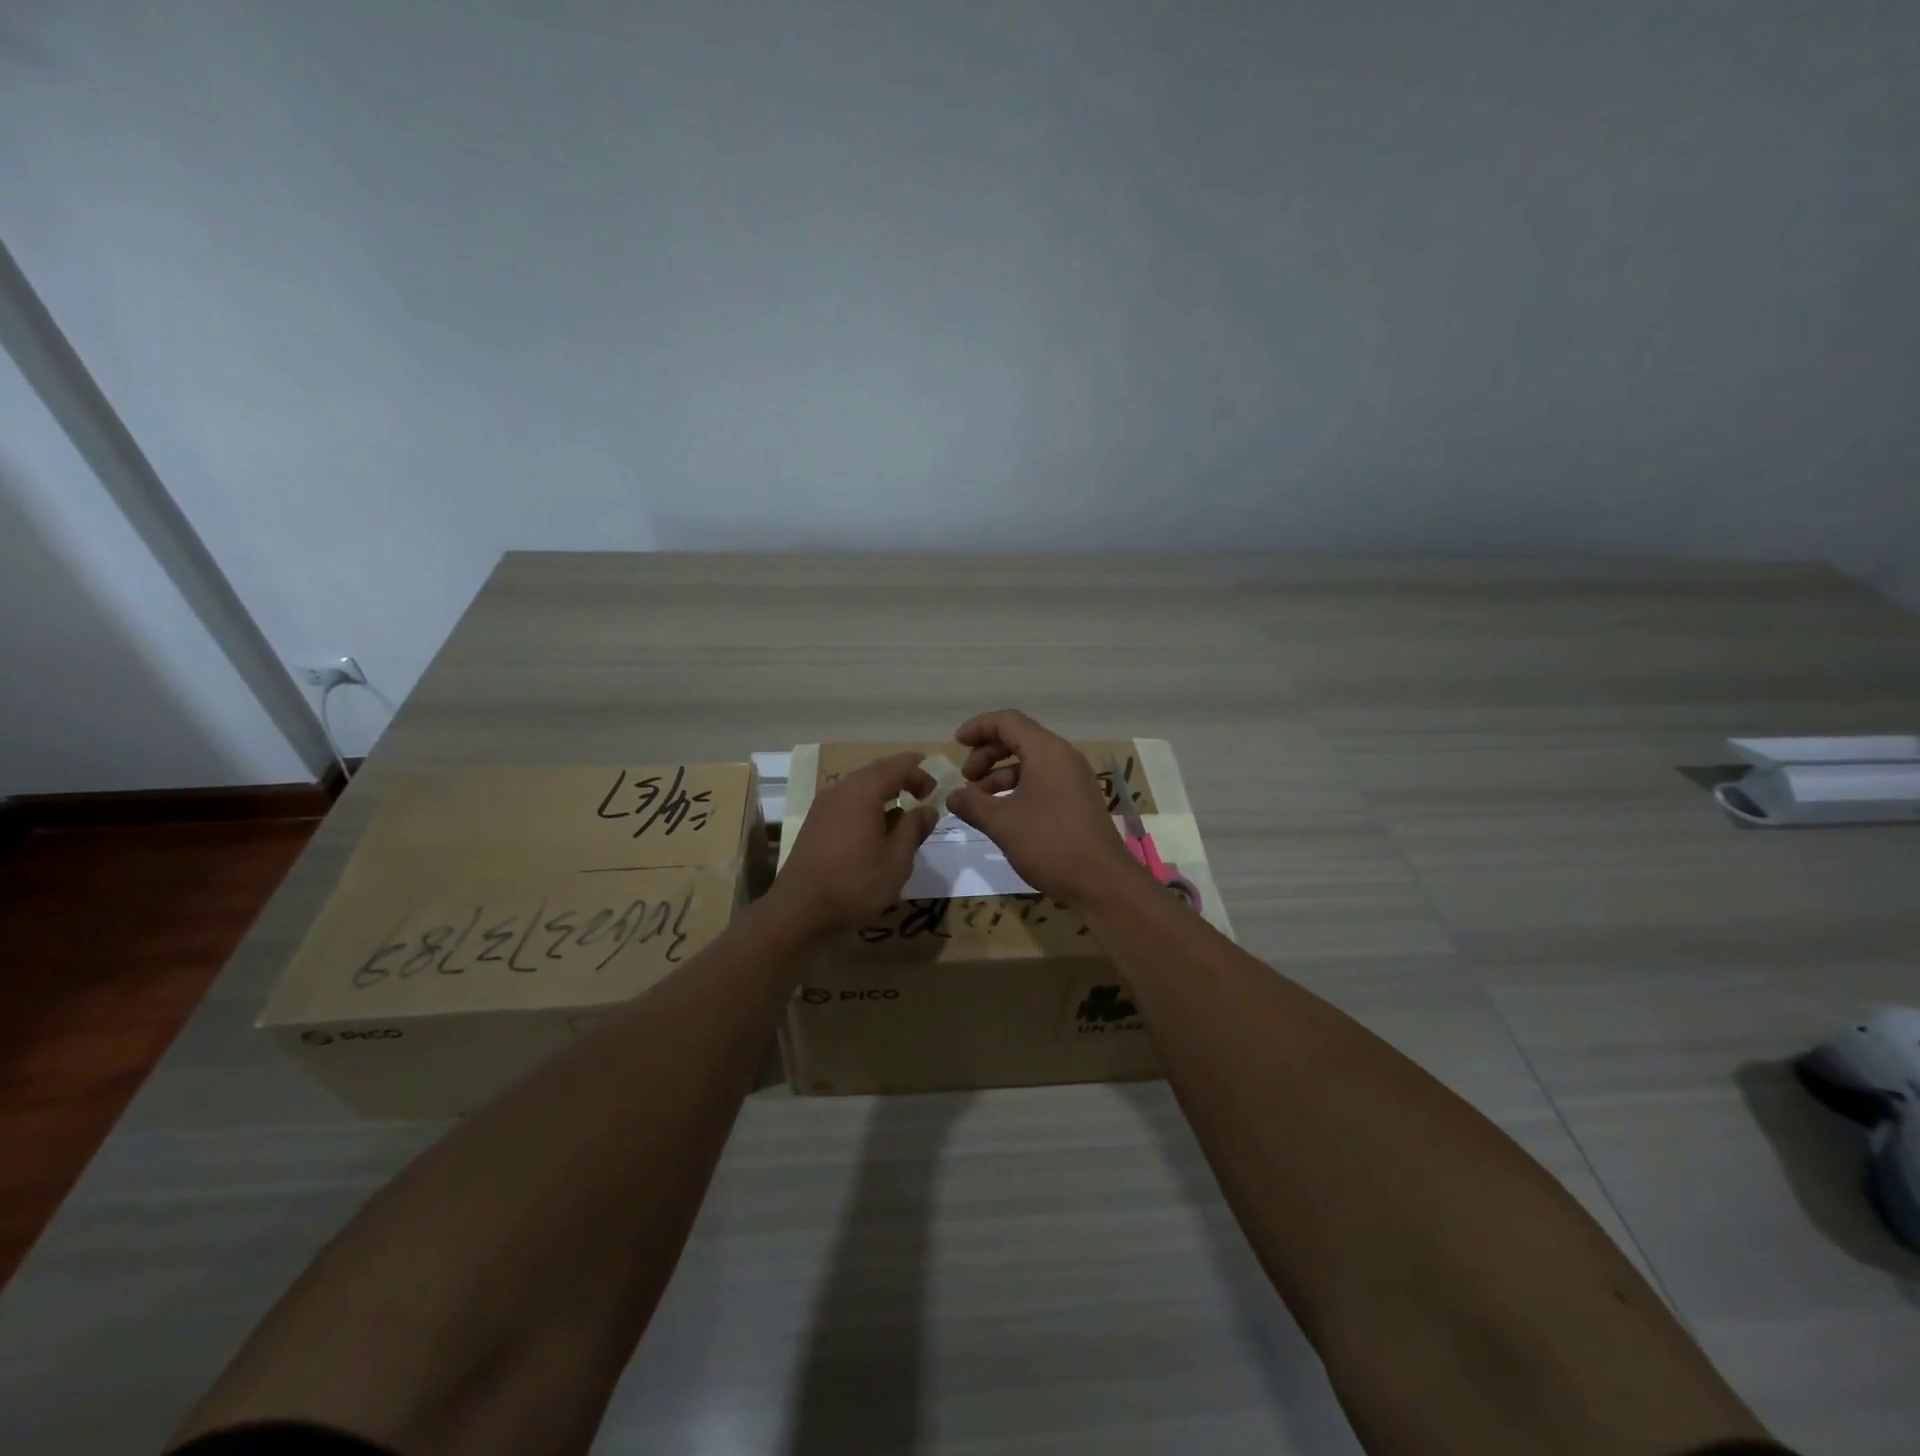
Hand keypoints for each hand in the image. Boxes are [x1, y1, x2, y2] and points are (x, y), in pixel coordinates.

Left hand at [772, 751, 936, 932]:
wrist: (799, 909)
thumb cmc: (855, 883)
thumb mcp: (897, 860)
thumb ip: (914, 829)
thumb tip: (927, 810)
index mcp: (863, 791)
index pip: (897, 767)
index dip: (919, 773)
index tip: (935, 789)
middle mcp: (841, 789)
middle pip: (876, 770)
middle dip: (902, 774)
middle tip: (923, 785)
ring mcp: (824, 805)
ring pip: (859, 784)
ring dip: (883, 788)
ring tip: (902, 804)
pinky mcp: (815, 822)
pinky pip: (847, 799)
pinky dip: (867, 802)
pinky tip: (876, 823)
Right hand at [945, 709, 1147, 905]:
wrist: (1103, 882)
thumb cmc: (1050, 845)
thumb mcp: (1003, 824)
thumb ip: (972, 804)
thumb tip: (952, 796)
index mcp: (1046, 752)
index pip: (1007, 721)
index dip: (978, 728)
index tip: (955, 744)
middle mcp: (1063, 757)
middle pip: (1018, 738)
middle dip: (986, 754)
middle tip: (966, 778)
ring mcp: (1074, 778)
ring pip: (1030, 762)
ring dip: (1000, 774)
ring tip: (977, 800)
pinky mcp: (1078, 799)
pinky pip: (1042, 780)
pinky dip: (1018, 788)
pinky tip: (1002, 813)